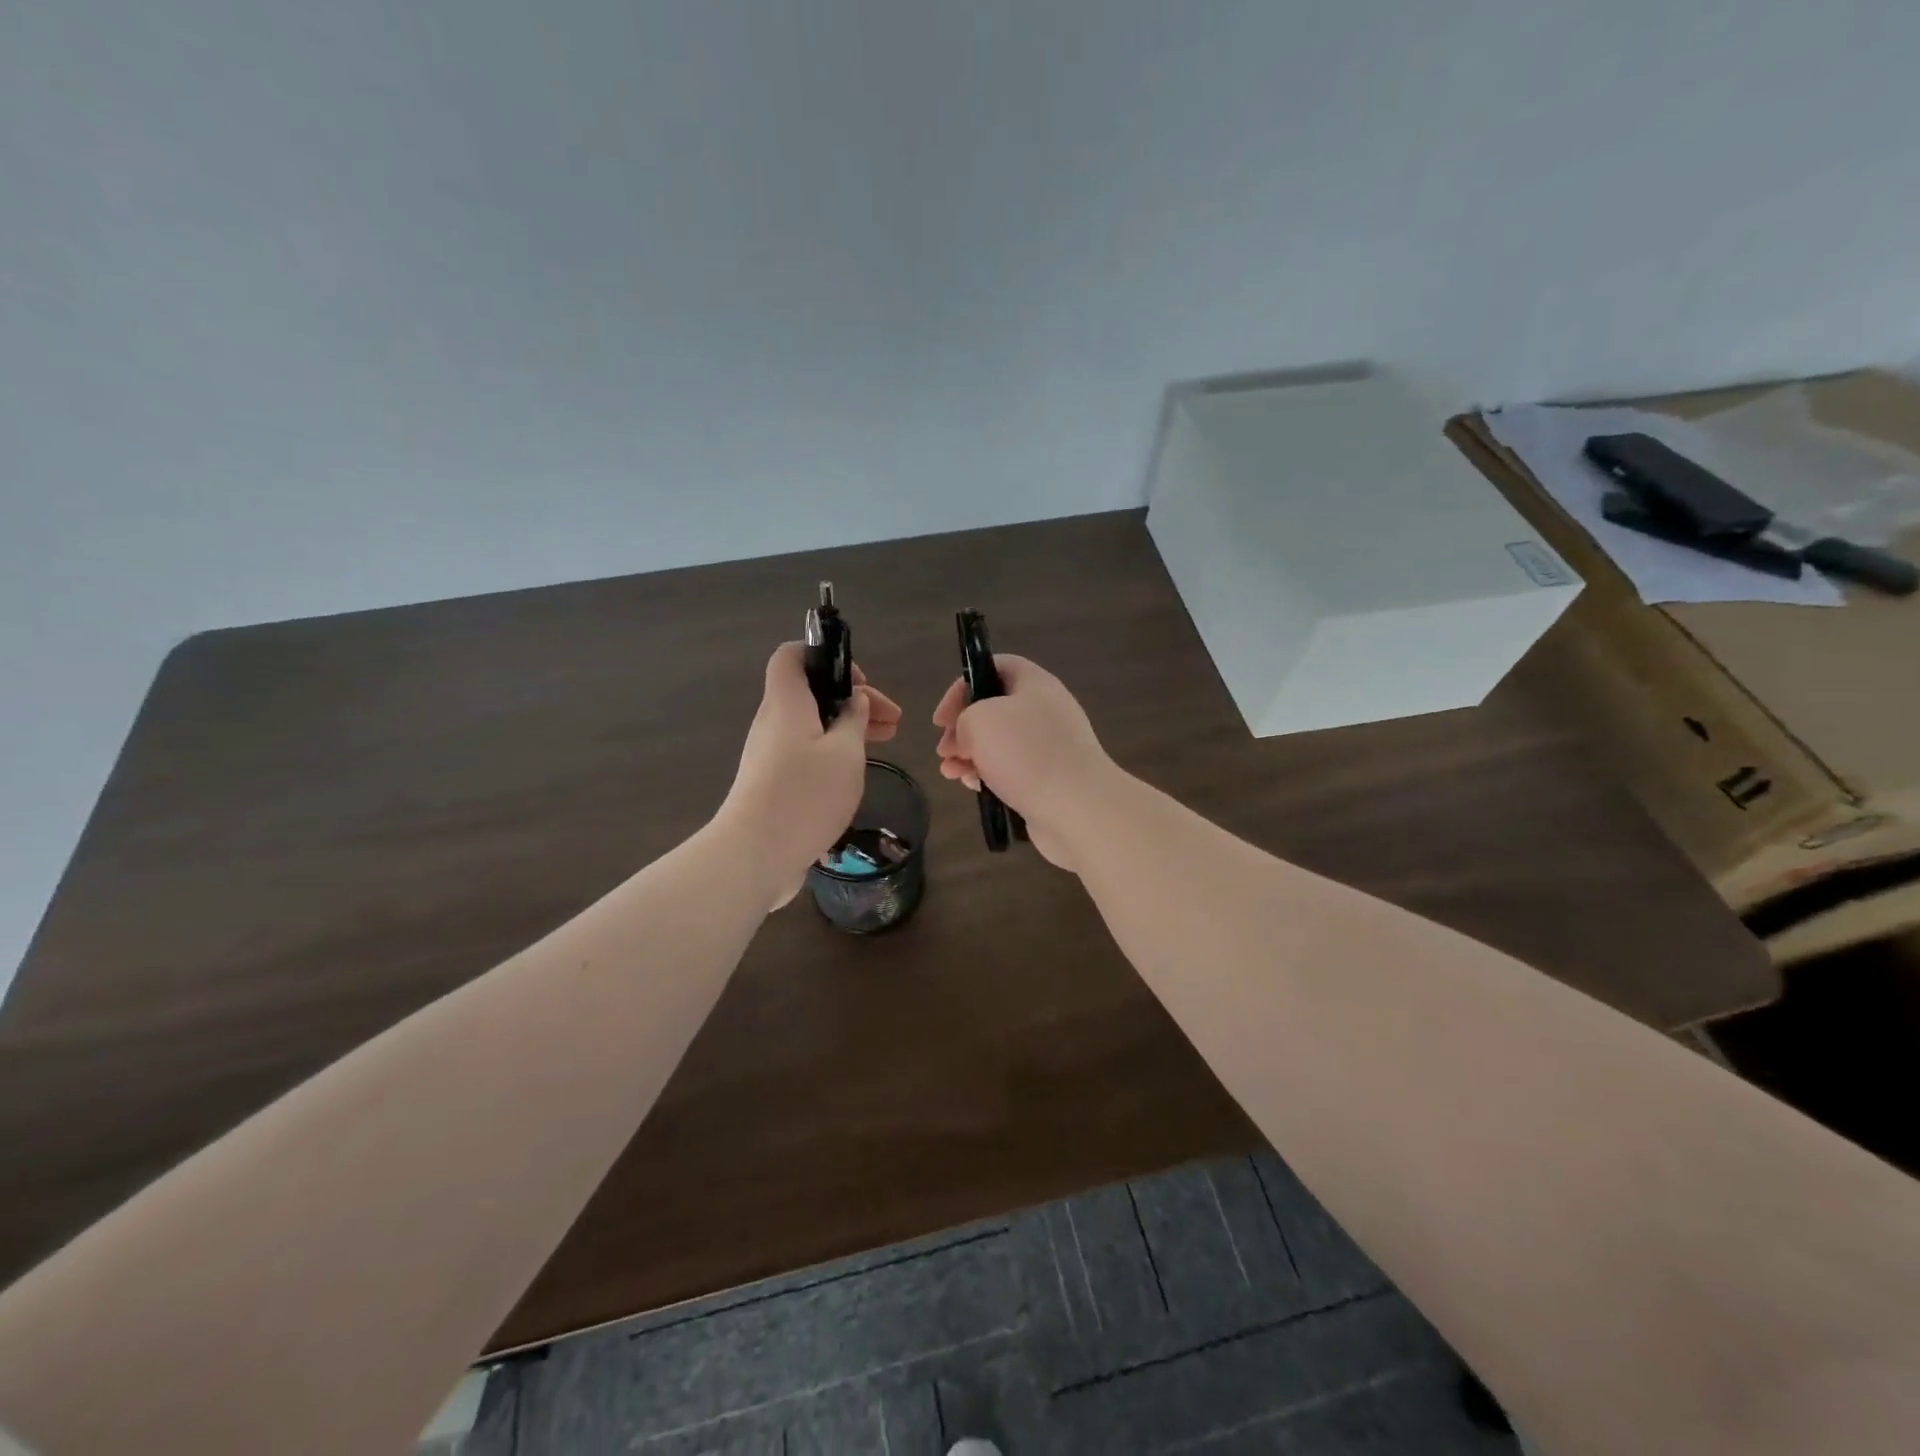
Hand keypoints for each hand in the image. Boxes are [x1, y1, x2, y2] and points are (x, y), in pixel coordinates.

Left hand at [718, 642, 902, 910]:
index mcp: (787, 703)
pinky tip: (857, 769)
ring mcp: (770, 754)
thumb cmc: (805, 795)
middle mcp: (773, 722)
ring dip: (849, 727)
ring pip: (812, 724)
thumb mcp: (845, 753)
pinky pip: (806, 751)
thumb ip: (854, 720)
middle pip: (811, 692)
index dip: (825, 655)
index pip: (792, 655)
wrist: (754, 854)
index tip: (859, 682)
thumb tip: (855, 701)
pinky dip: (834, 751)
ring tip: (888, 740)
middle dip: (854, 699)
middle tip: (892, 720)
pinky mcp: (772, 782)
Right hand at [931, 655, 1119, 870]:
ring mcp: (1050, 746)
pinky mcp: (1049, 779)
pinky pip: (1012, 770)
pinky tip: (973, 787)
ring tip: (950, 772)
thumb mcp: (980, 720)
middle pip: (994, 708)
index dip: (964, 684)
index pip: (996, 666)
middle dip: (962, 728)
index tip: (942, 718)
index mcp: (1035, 684)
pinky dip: (989, 775)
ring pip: (1000, 743)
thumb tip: (966, 739)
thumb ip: (964, 720)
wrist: (1077, 807)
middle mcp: (1045, 710)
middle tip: (944, 749)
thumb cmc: (1027, 753)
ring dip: (970, 754)